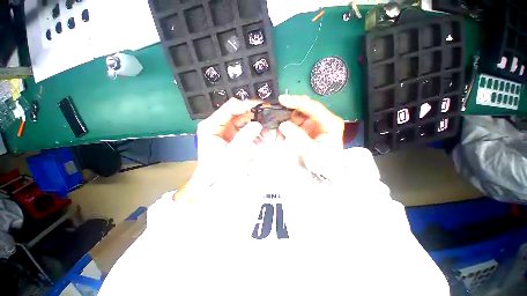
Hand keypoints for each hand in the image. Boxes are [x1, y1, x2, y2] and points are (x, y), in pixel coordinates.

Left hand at [174, 98, 262, 201]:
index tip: (262, 107)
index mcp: (211, 125)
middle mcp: (217, 124)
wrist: (212, 182)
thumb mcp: (231, 154)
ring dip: (256, 127)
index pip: (229, 108)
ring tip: (266, 135)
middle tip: (268, 121)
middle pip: (238, 113)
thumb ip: (244, 138)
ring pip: (243, 121)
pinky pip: (244, 130)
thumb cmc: (217, 170)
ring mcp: (225, 130)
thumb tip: (258, 124)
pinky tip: (261, 141)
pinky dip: (253, 134)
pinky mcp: (231, 135)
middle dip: (254, 118)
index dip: (246, 106)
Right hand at [277, 95, 344, 176]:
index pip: (312, 106)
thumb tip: (283, 124)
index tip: (282, 100)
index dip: (296, 102)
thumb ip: (297, 136)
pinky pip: (293, 123)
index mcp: (329, 122)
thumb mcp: (310, 150)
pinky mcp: (306, 128)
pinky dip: (286, 128)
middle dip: (289, 111)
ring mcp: (313, 123)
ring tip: (278, 133)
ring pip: (296, 115)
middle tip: (276, 113)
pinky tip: (281, 136)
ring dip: (285, 121)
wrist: (324, 172)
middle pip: (304, 108)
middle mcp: (322, 119)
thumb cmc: (323, 162)